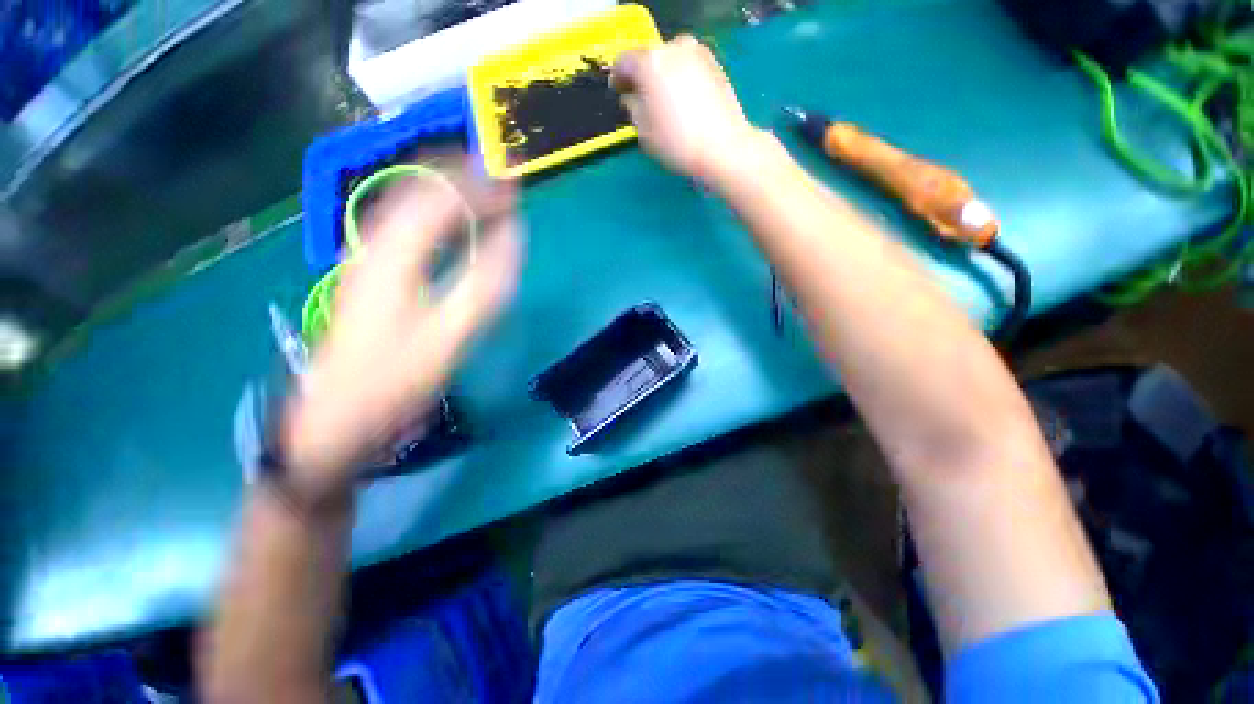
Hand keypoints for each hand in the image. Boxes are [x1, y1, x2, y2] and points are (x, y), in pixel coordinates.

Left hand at [281, 166, 522, 499]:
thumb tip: (513, 237)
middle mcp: (374, 243)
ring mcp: (368, 256)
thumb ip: (484, 283)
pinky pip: (406, 226)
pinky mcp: (371, 272)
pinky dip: (435, 215)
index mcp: (392, 253)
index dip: (479, 185)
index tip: (513, 184)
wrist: (339, 414)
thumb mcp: (449, 334)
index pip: (438, 197)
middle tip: (501, 180)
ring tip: (483, 191)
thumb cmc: (395, 378)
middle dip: (462, 177)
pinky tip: (452, 224)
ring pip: (408, 204)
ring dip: (448, 191)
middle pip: (417, 189)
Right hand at [613, 35, 764, 187]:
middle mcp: (674, 48)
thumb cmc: (677, 143)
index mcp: (651, 62)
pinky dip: (681, 78)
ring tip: (663, 101)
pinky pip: (688, 66)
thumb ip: (632, 107)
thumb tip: (631, 96)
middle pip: (649, 58)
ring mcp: (698, 53)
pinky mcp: (715, 64)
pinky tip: (683, 101)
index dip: (617, 78)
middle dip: (642, 76)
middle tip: (640, 98)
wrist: (723, 148)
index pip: (624, 61)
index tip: (617, 92)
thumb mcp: (644, 131)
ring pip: (670, 60)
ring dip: (663, 76)